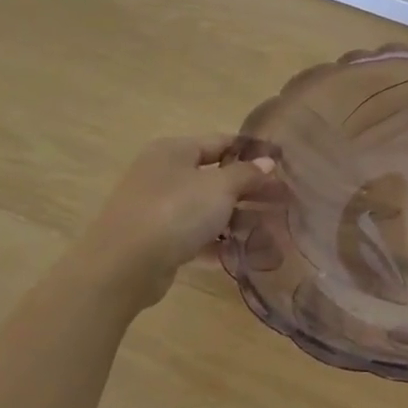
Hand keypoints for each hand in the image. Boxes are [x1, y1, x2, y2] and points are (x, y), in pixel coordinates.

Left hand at [67, 137, 275, 310]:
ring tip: (268, 230)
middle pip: (215, 177)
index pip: (222, 142)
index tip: (283, 165)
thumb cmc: (175, 212)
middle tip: (282, 200)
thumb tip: (267, 163)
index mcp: (174, 151)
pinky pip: (195, 236)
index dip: (253, 152)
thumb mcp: (220, 187)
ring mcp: (157, 208)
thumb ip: (247, 174)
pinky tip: (242, 253)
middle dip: (249, 190)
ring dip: (236, 219)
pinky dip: (217, 243)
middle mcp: (162, 174)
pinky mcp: (157, 240)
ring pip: (206, 208)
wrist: (124, 266)